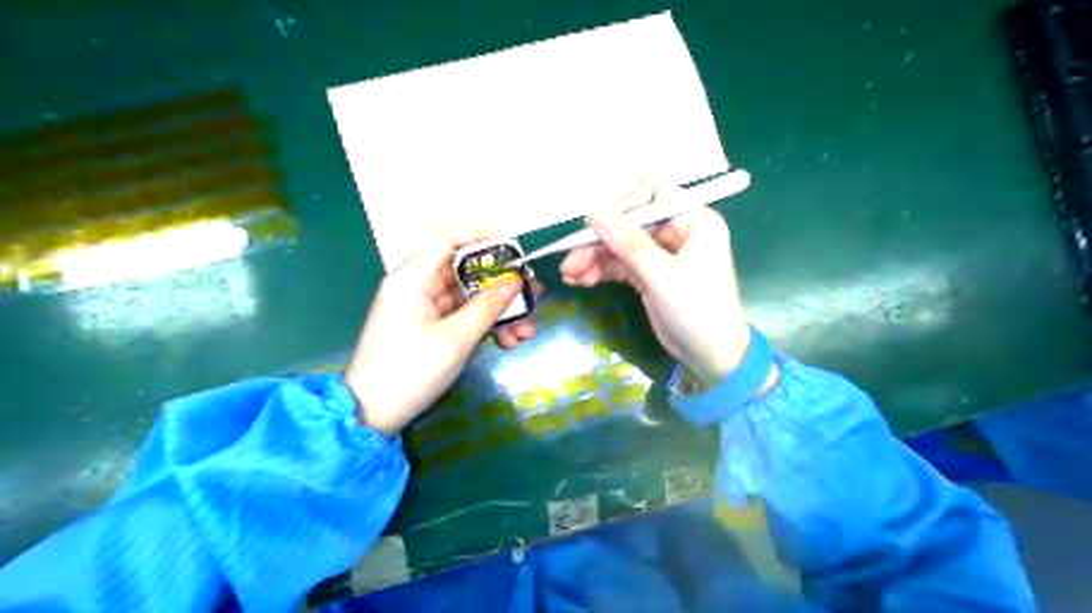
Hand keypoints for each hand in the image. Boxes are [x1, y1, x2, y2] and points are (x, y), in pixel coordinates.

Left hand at [347, 227, 535, 432]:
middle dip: (502, 283)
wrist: (372, 415)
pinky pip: (464, 316)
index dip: (479, 234)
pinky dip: (486, 325)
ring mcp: (425, 308)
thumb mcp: (454, 340)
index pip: (446, 237)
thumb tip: (516, 281)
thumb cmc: (409, 371)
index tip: (513, 246)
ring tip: (527, 330)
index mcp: (413, 278)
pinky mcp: (431, 328)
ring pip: (469, 296)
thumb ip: (487, 307)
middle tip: (533, 294)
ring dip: (499, 310)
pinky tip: (509, 341)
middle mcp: (418, 286)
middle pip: (465, 269)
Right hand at [563, 178, 764, 387]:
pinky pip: (621, 264)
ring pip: (621, 245)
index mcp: (693, 220)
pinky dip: (602, 271)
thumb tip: (592, 210)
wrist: (713, 359)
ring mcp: (662, 253)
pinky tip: (580, 280)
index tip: (598, 228)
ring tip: (570, 275)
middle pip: (630, 222)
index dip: (624, 206)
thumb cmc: (698, 312)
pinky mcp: (650, 274)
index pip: (654, 192)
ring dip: (594, 258)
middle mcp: (678, 230)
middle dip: (600, 241)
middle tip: (570, 262)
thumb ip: (627, 242)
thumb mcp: (662, 276)